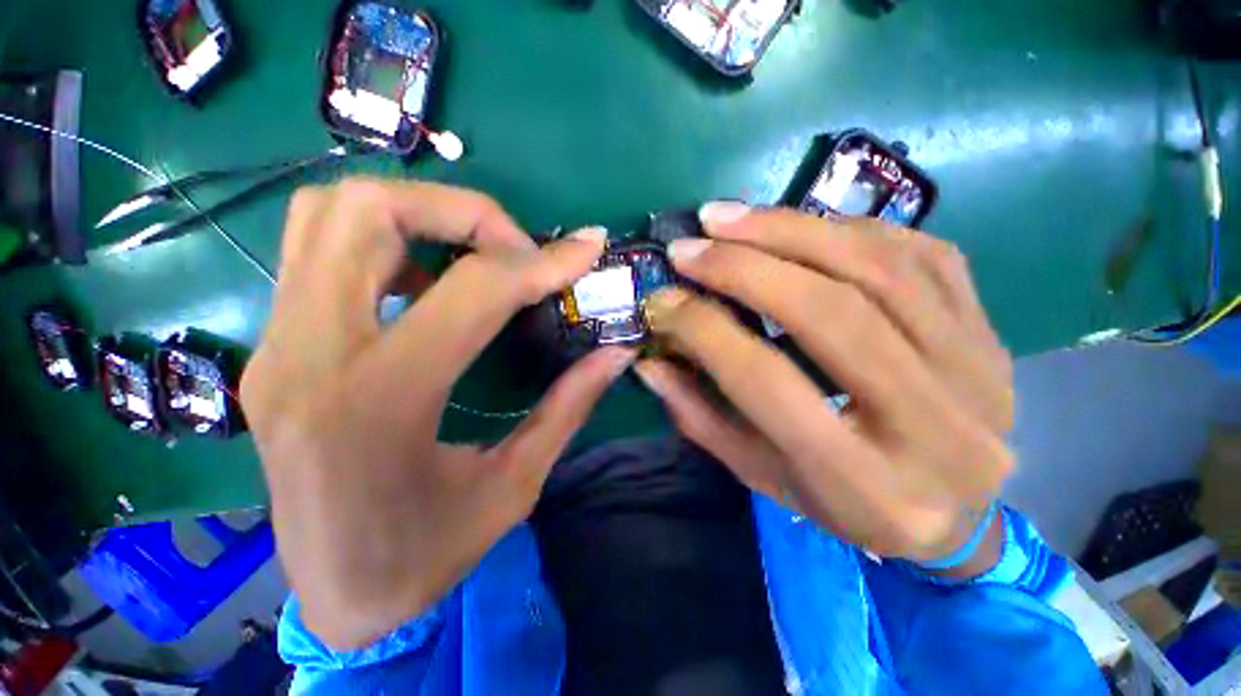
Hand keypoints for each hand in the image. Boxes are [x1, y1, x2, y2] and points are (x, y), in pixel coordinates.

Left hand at [241, 178, 632, 648]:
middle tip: (520, 248)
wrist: (335, 599)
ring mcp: (275, 344)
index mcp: (377, 402)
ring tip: (478, 254)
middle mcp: (308, 355)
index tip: (585, 249)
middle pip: (368, 210)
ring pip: (329, 213)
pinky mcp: (274, 346)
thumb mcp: (515, 486)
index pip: (471, 289)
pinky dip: (386, 238)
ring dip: (419, 213)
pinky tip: (432, 278)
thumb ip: (569, 404)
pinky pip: (319, 249)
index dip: (541, 261)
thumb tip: (615, 352)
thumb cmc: (426, 558)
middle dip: (466, 211)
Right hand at [636, 203, 1013, 576]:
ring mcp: (977, 371)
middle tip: (691, 244)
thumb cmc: (844, 506)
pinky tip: (798, 227)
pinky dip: (848, 230)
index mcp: (861, 482)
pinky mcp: (991, 333)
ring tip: (729, 218)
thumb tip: (649, 360)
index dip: (704, 329)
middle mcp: (932, 425)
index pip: (765, 380)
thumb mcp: (761, 476)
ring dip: (790, 230)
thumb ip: (701, 416)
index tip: (662, 300)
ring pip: (877, 269)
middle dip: (744, 266)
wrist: (957, 515)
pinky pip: (922, 254)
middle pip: (827, 312)